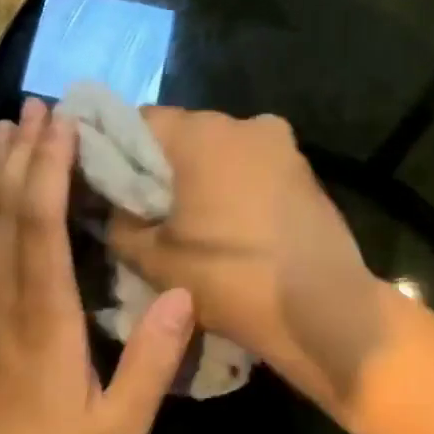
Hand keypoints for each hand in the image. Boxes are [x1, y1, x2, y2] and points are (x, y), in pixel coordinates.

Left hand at [0, 98, 194, 433]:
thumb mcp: (121, 427)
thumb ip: (152, 361)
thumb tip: (182, 295)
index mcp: (44, 319)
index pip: (43, 226)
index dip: (53, 170)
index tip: (65, 125)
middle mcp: (1, 300)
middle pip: (9, 211)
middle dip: (26, 154)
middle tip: (39, 106)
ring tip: (8, 127)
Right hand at [105, 109, 384, 410]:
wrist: (324, 310)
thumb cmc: (231, 279)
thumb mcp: (153, 260)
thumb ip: (121, 225)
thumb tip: (118, 210)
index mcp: (203, 133)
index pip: (138, 122)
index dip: (115, 152)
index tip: (109, 188)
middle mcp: (246, 124)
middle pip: (183, 136)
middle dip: (161, 168)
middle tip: (147, 212)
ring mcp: (284, 147)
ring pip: (222, 153)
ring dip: (201, 179)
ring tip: (191, 225)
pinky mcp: (306, 174)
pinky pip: (253, 170)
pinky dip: (234, 189)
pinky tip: (231, 229)